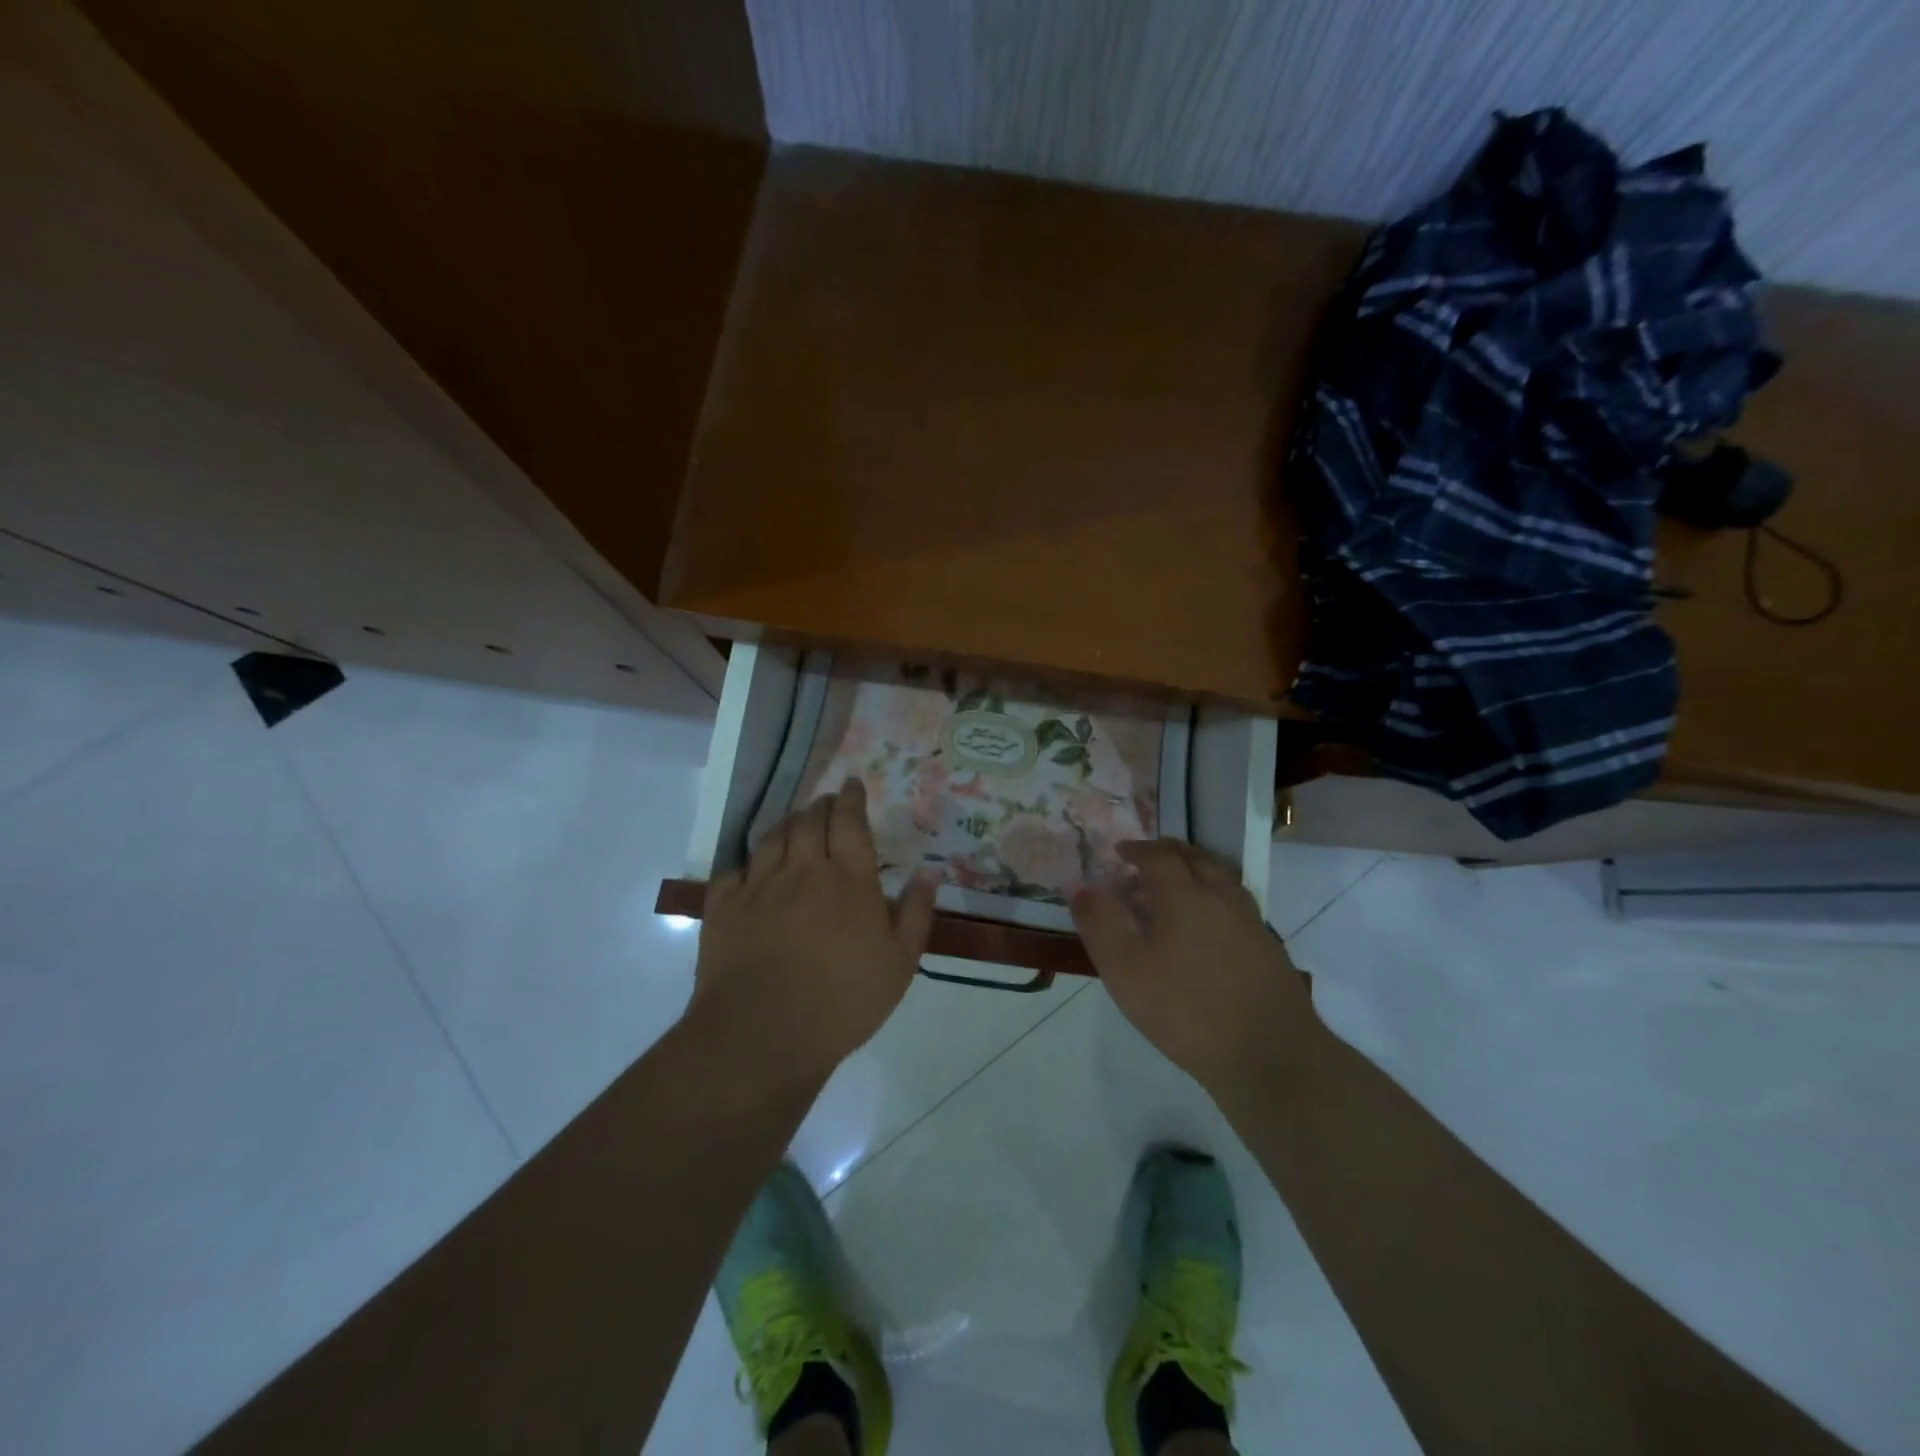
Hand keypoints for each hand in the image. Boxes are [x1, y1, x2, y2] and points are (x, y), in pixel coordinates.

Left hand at [687, 778, 936, 1091]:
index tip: (852, 784)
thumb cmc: (844, 999)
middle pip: (809, 821)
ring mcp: (759, 886)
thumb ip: (915, 913)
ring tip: (794, 822)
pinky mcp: (724, 909)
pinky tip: (752, 870)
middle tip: (827, 802)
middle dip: (820, 805)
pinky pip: (734, 872)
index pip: (849, 821)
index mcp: (848, 878)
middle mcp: (802, 870)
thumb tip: (928, 873)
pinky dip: (747, 864)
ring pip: (772, 838)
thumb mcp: (900, 963)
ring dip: (787, 824)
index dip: (851, 798)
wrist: (764, 1033)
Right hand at [1072, 840, 1320, 1098]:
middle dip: (1168, 852)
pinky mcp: (1268, 948)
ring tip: (1177, 885)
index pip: (1158, 857)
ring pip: (1221, 879)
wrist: (1269, 1056)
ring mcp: (1250, 922)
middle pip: (1196, 859)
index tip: (1119, 852)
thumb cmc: (1186, 1009)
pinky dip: (1214, 896)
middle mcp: (1221, 897)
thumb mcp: (1125, 969)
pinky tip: (1208, 924)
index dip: (1136, 850)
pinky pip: (1235, 904)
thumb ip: (1100, 923)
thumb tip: (1080, 886)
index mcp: (1185, 895)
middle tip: (1147, 858)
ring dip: (1195, 870)